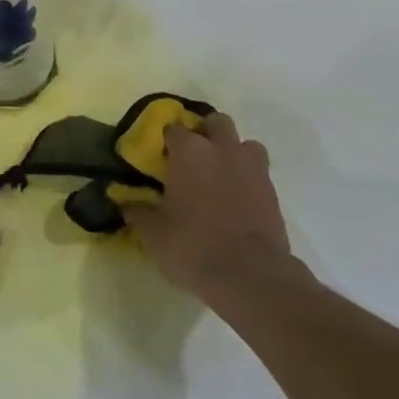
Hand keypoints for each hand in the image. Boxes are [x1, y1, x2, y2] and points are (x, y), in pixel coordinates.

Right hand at [121, 112, 293, 303]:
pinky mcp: (272, 190)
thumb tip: (126, 202)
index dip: (165, 141)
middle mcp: (222, 149)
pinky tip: (237, 199)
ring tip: (221, 175)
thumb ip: (138, 212)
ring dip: (233, 152)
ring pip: (244, 143)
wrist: (251, 276)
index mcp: (189, 151)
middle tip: (193, 158)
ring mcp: (251, 167)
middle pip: (216, 123)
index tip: (160, 157)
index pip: (173, 129)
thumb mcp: (153, 234)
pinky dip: (248, 177)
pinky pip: (259, 171)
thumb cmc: (194, 246)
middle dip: (205, 133)